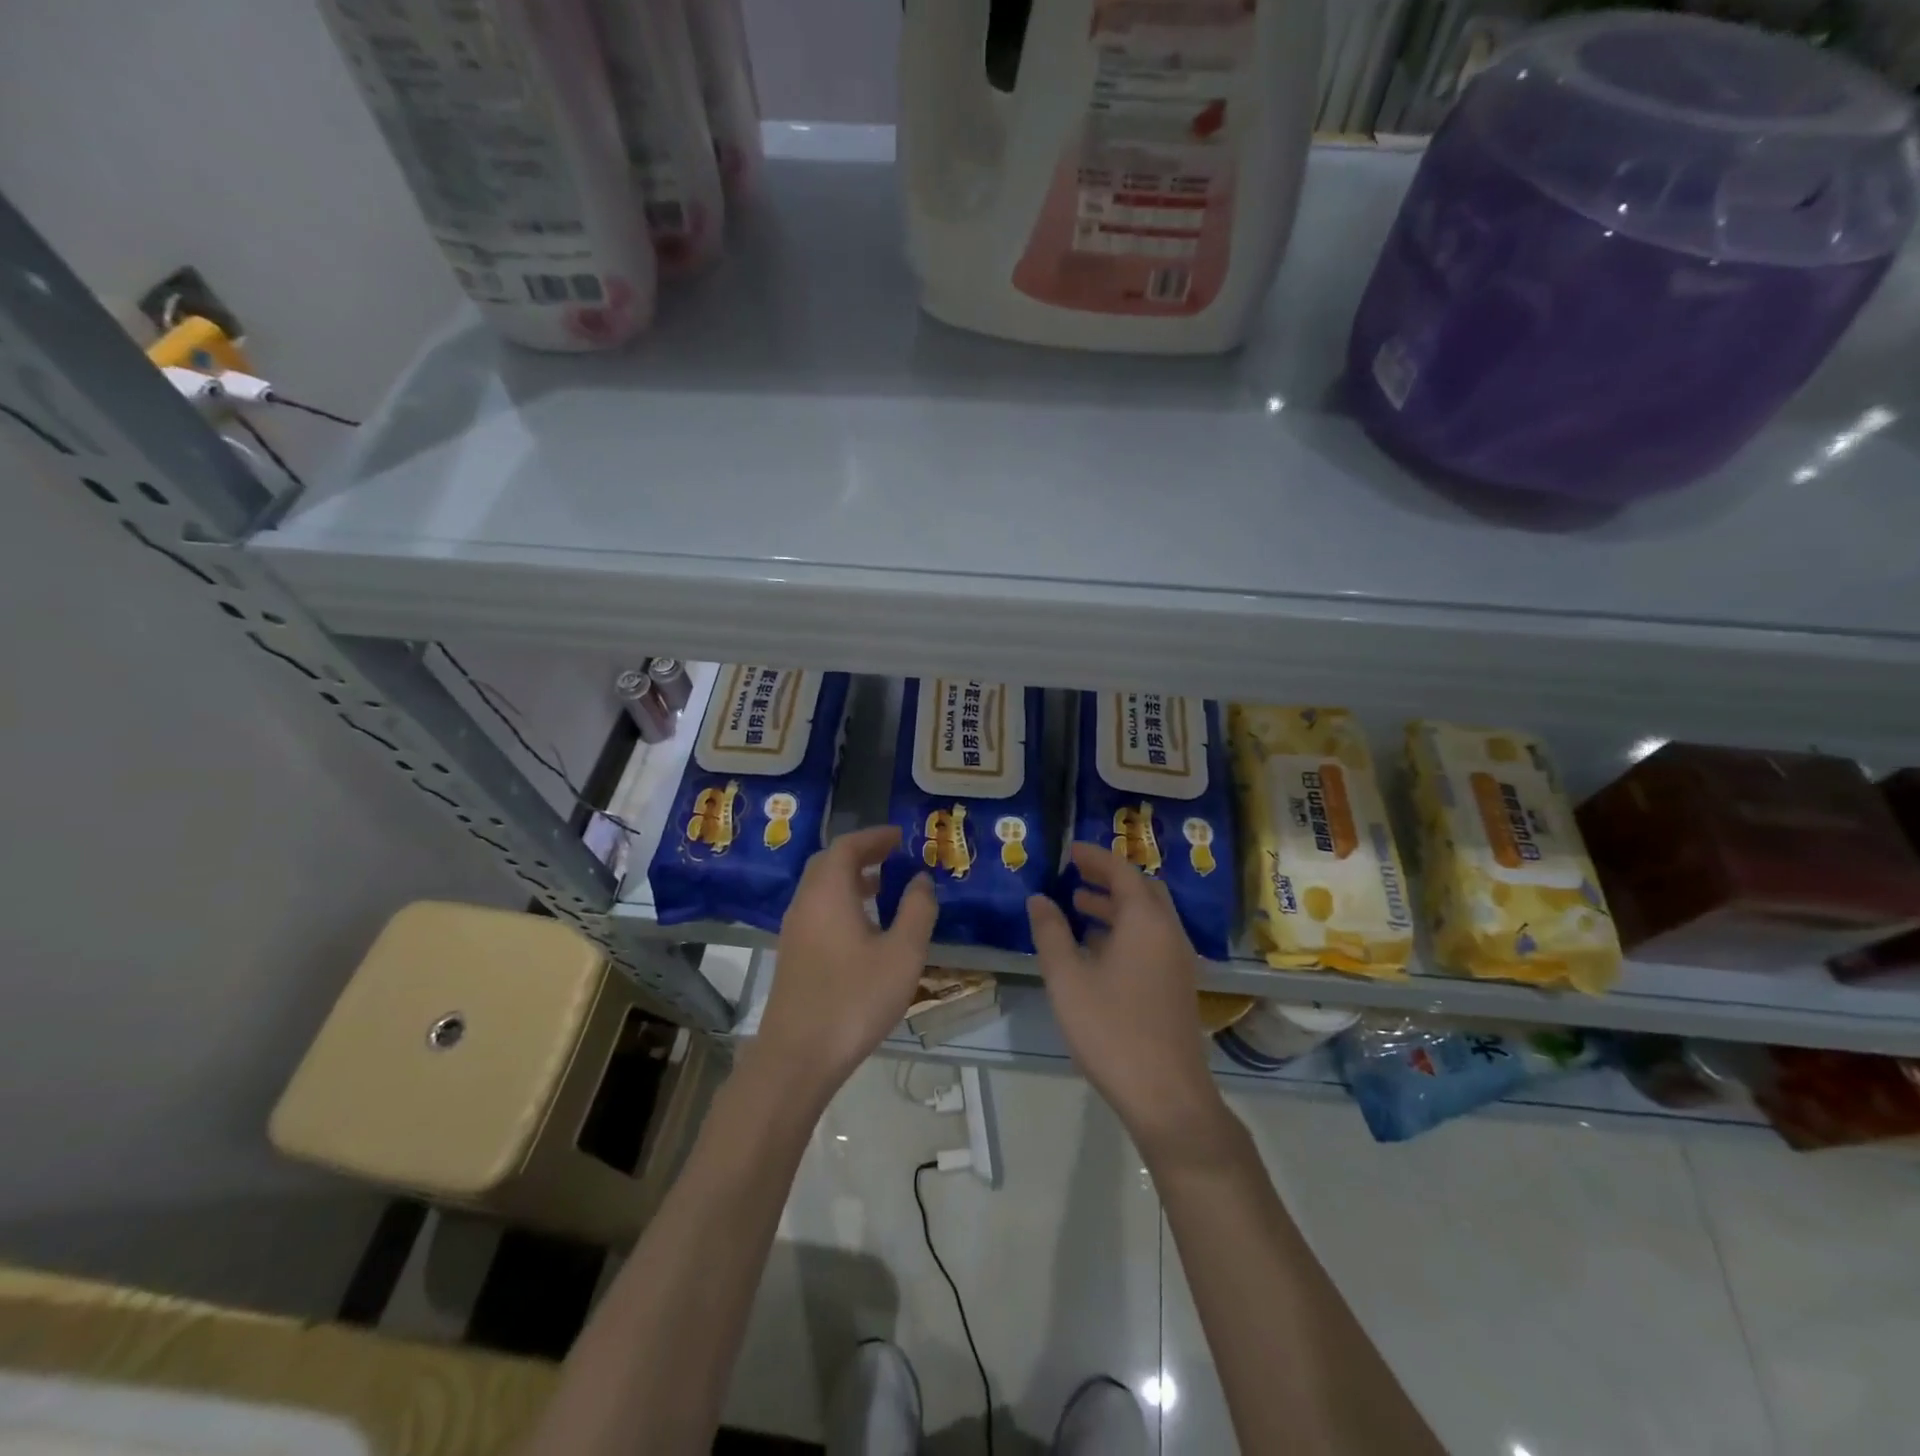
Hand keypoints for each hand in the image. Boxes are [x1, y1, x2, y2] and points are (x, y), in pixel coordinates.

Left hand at [756, 825, 938, 1099]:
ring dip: (850, 879)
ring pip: (821, 889)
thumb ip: (917, 910)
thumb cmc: (855, 998)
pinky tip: (864, 928)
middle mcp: (805, 903)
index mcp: (828, 892)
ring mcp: (794, 931)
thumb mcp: (902, 954)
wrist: (798, 1057)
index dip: (874, 837)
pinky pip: (818, 911)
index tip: (900, 836)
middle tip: (892, 855)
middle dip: (861, 854)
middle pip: (829, 863)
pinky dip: (841, 902)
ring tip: (884, 887)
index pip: (847, 846)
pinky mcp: (792, 956)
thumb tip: (921, 879)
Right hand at [1028, 843, 1225, 1152]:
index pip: (1123, 872)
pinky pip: (1153, 939)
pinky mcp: (1178, 985)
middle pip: (1143, 890)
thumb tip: (1039, 900)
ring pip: (1149, 916)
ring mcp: (1178, 960)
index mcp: (1145, 922)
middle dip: (1110, 877)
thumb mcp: (1067, 978)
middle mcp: (1168, 933)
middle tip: (1076, 873)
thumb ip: (1051, 933)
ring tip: (1079, 906)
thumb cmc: (1111, 1029)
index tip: (1070, 850)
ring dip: (1117, 905)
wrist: (1166, 1094)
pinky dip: (1126, 929)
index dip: (1096, 857)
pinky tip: (1098, 948)